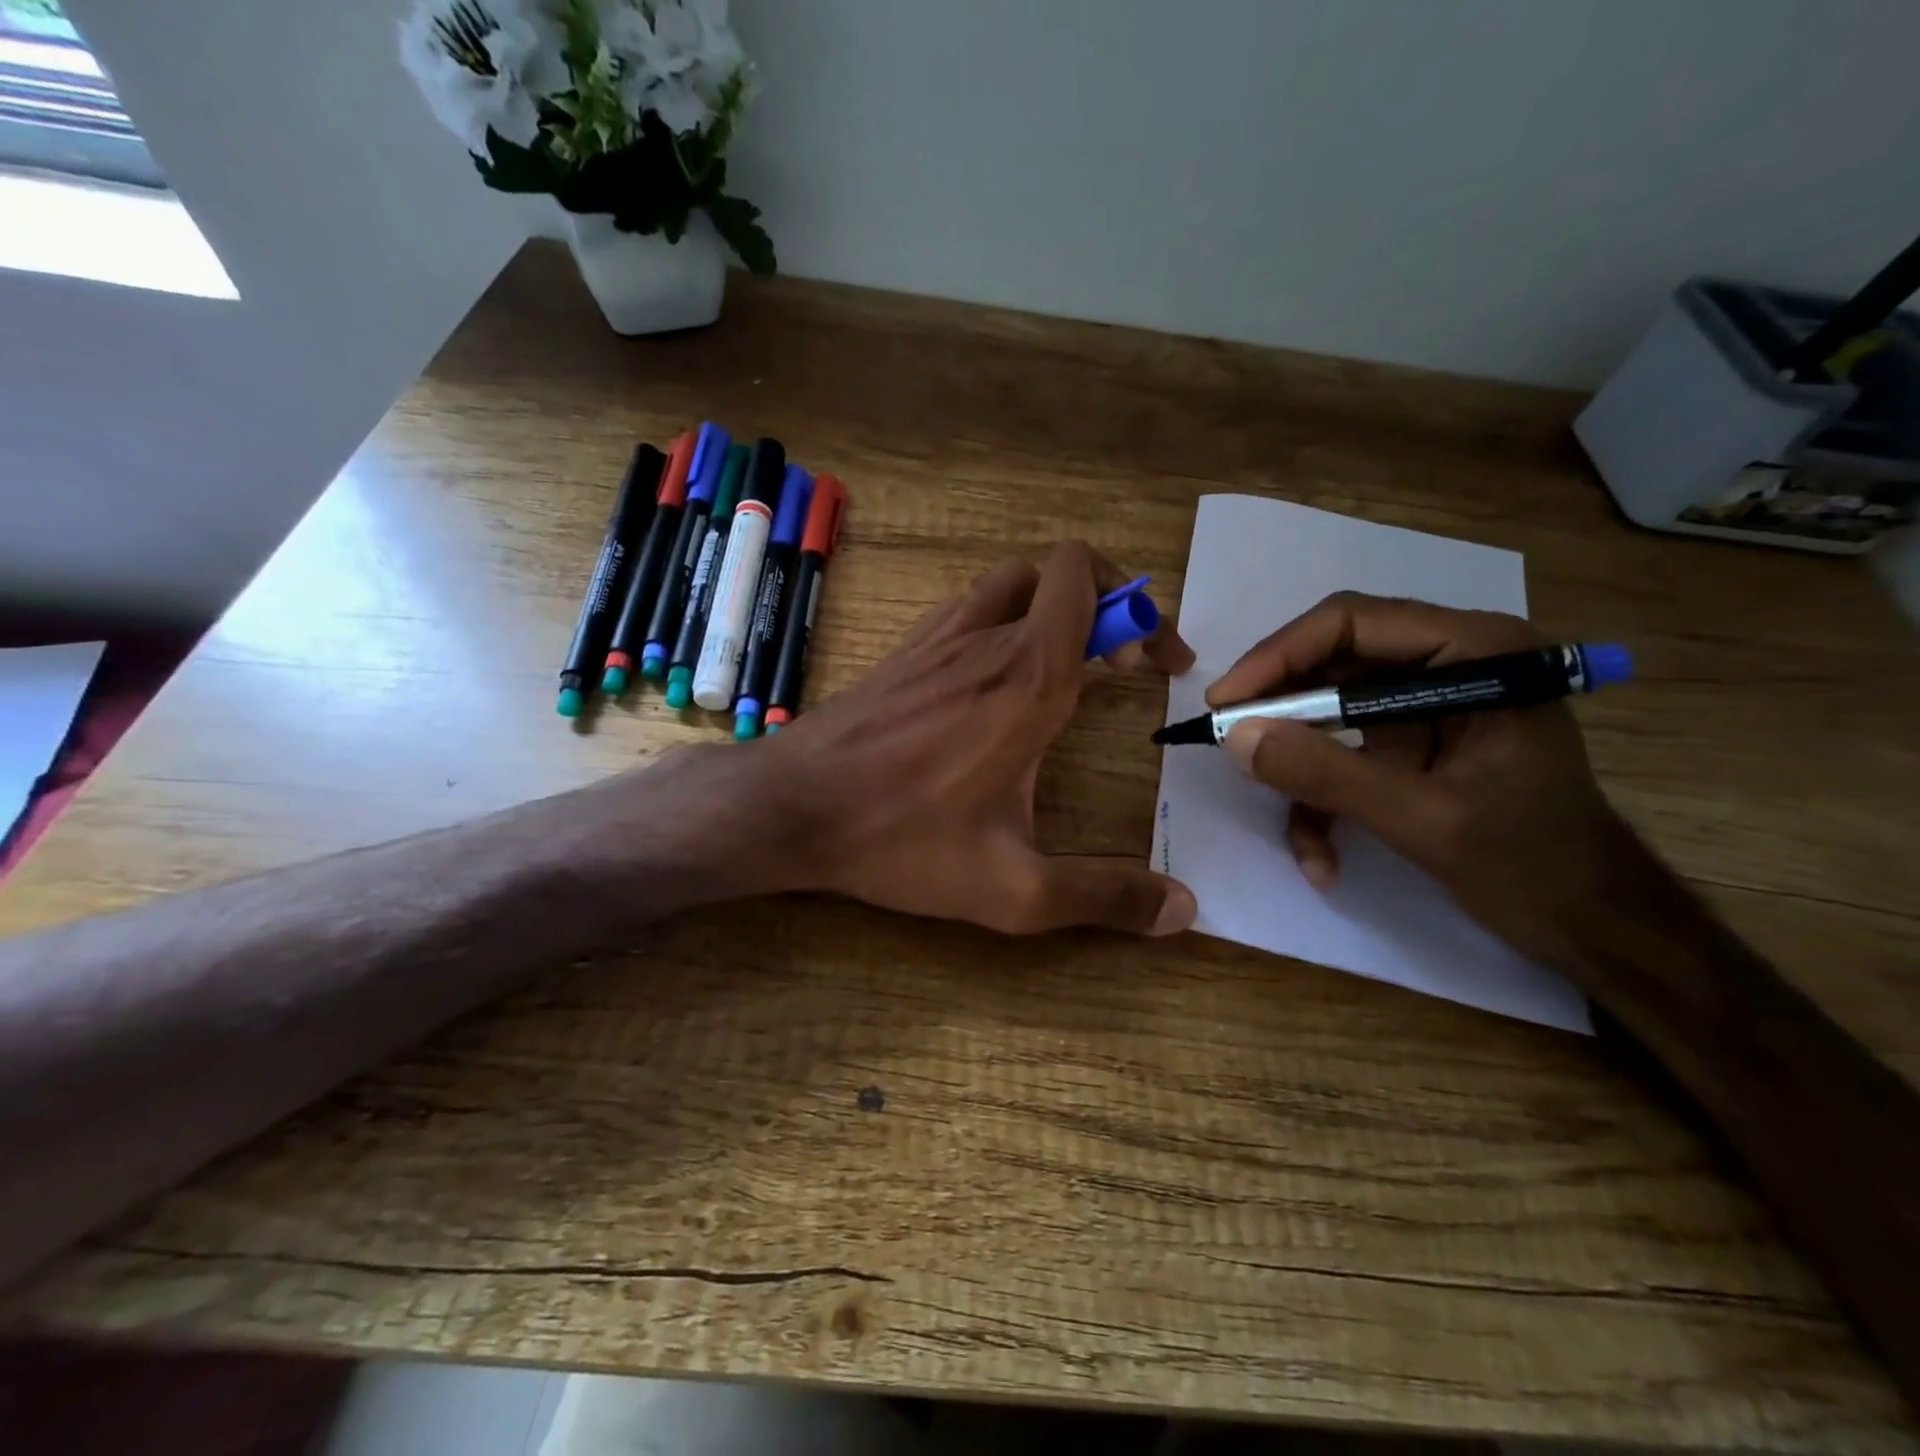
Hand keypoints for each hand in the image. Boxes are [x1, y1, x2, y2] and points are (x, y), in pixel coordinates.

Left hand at [761, 541, 1199, 935]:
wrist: (791, 807)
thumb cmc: (901, 838)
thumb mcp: (1012, 888)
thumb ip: (1102, 895)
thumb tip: (1184, 910)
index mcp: (1027, 677)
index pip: (1087, 583)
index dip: (1139, 609)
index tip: (1157, 664)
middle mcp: (986, 638)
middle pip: (1058, 572)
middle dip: (1104, 604)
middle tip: (1116, 665)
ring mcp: (938, 637)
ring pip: (1011, 582)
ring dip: (1051, 606)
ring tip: (1066, 664)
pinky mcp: (905, 651)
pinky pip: (969, 607)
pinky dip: (1003, 619)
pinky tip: (997, 678)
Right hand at [1207, 592, 1629, 967]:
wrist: (1589, 922)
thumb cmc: (1533, 864)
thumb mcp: (1424, 820)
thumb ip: (1328, 775)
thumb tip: (1235, 737)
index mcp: (1474, 652)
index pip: (1351, 622)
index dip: (1277, 656)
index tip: (1225, 703)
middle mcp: (1446, 662)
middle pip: (1329, 661)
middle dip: (1278, 711)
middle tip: (1228, 745)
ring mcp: (1423, 704)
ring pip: (1324, 711)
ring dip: (1298, 768)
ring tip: (1286, 820)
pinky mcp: (1406, 742)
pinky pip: (1338, 753)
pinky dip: (1320, 802)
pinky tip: (1322, 858)